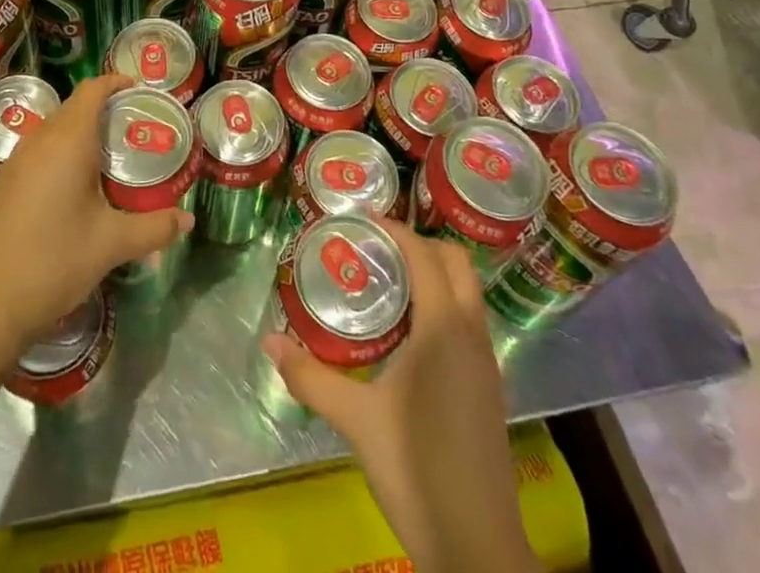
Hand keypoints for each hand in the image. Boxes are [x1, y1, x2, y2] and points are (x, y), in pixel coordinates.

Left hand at [0, 73, 191, 360]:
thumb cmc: (52, 262)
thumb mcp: (111, 244)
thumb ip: (153, 227)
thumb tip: (187, 222)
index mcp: (67, 140)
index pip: (93, 89)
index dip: (117, 83)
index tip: (141, 92)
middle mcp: (39, 141)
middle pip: (74, 108)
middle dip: (106, 112)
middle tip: (136, 132)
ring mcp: (16, 162)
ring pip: (55, 131)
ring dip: (82, 135)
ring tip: (113, 160)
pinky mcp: (3, 185)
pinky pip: (40, 153)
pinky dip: (62, 156)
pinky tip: (77, 191)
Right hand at [263, 227, 540, 572]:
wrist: (479, 549)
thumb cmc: (417, 470)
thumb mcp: (357, 421)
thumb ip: (312, 377)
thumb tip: (269, 342)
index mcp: (444, 327)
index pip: (424, 254)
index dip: (395, 229)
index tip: (362, 220)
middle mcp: (472, 333)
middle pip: (456, 263)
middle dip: (421, 245)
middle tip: (377, 248)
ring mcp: (487, 362)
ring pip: (467, 293)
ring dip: (436, 274)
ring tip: (390, 283)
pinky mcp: (490, 388)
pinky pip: (470, 322)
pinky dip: (444, 305)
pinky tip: (412, 334)